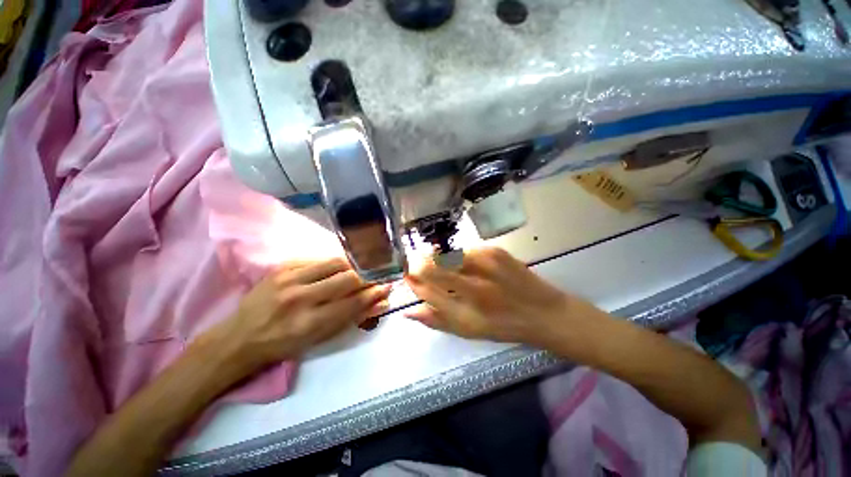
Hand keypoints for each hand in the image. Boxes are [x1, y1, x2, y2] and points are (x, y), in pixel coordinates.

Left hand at [198, 258, 391, 376]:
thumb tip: (381, 303)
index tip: (387, 286)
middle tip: (377, 276)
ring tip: (360, 269)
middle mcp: (300, 298)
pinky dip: (334, 262)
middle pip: (347, 278)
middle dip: (368, 276)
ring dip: (353, 265)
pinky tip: (338, 268)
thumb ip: (352, 318)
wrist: (240, 337)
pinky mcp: (283, 267)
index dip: (374, 293)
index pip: (353, 302)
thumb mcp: (319, 339)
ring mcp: (289, 278)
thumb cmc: (283, 344)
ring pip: (335, 262)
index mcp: (309, 323)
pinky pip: (318, 258)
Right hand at [405, 247, 593, 347]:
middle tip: (418, 266)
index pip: (426, 288)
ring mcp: (486, 264)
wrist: (544, 312)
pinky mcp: (495, 250)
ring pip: (446, 254)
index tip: (408, 277)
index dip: (413, 280)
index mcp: (466, 312)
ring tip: (441, 265)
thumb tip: (408, 310)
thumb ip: (436, 320)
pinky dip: (456, 256)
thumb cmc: (503, 326)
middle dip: (418, 264)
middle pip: (432, 266)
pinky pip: (463, 250)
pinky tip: (461, 262)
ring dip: (437, 259)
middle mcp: (474, 286)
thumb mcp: (468, 330)